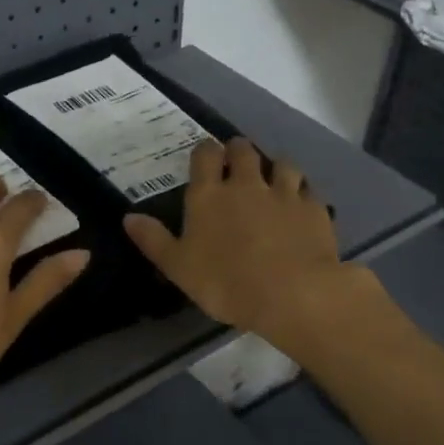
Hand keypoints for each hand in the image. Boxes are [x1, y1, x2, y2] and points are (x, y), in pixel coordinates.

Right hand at [123, 138, 377, 353]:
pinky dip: (302, 192)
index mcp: (209, 195)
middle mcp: (246, 184)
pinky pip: (308, 190)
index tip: (206, 155)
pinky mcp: (314, 209)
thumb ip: (154, 240)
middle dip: (238, 150)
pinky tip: (301, 204)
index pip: (205, 156)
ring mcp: (284, 193)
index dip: (205, 152)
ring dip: (274, 166)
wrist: (292, 293)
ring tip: (272, 177)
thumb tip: (129, 217)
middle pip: (244, 151)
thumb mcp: (178, 267)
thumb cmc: (224, 283)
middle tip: (236, 160)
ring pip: (282, 164)